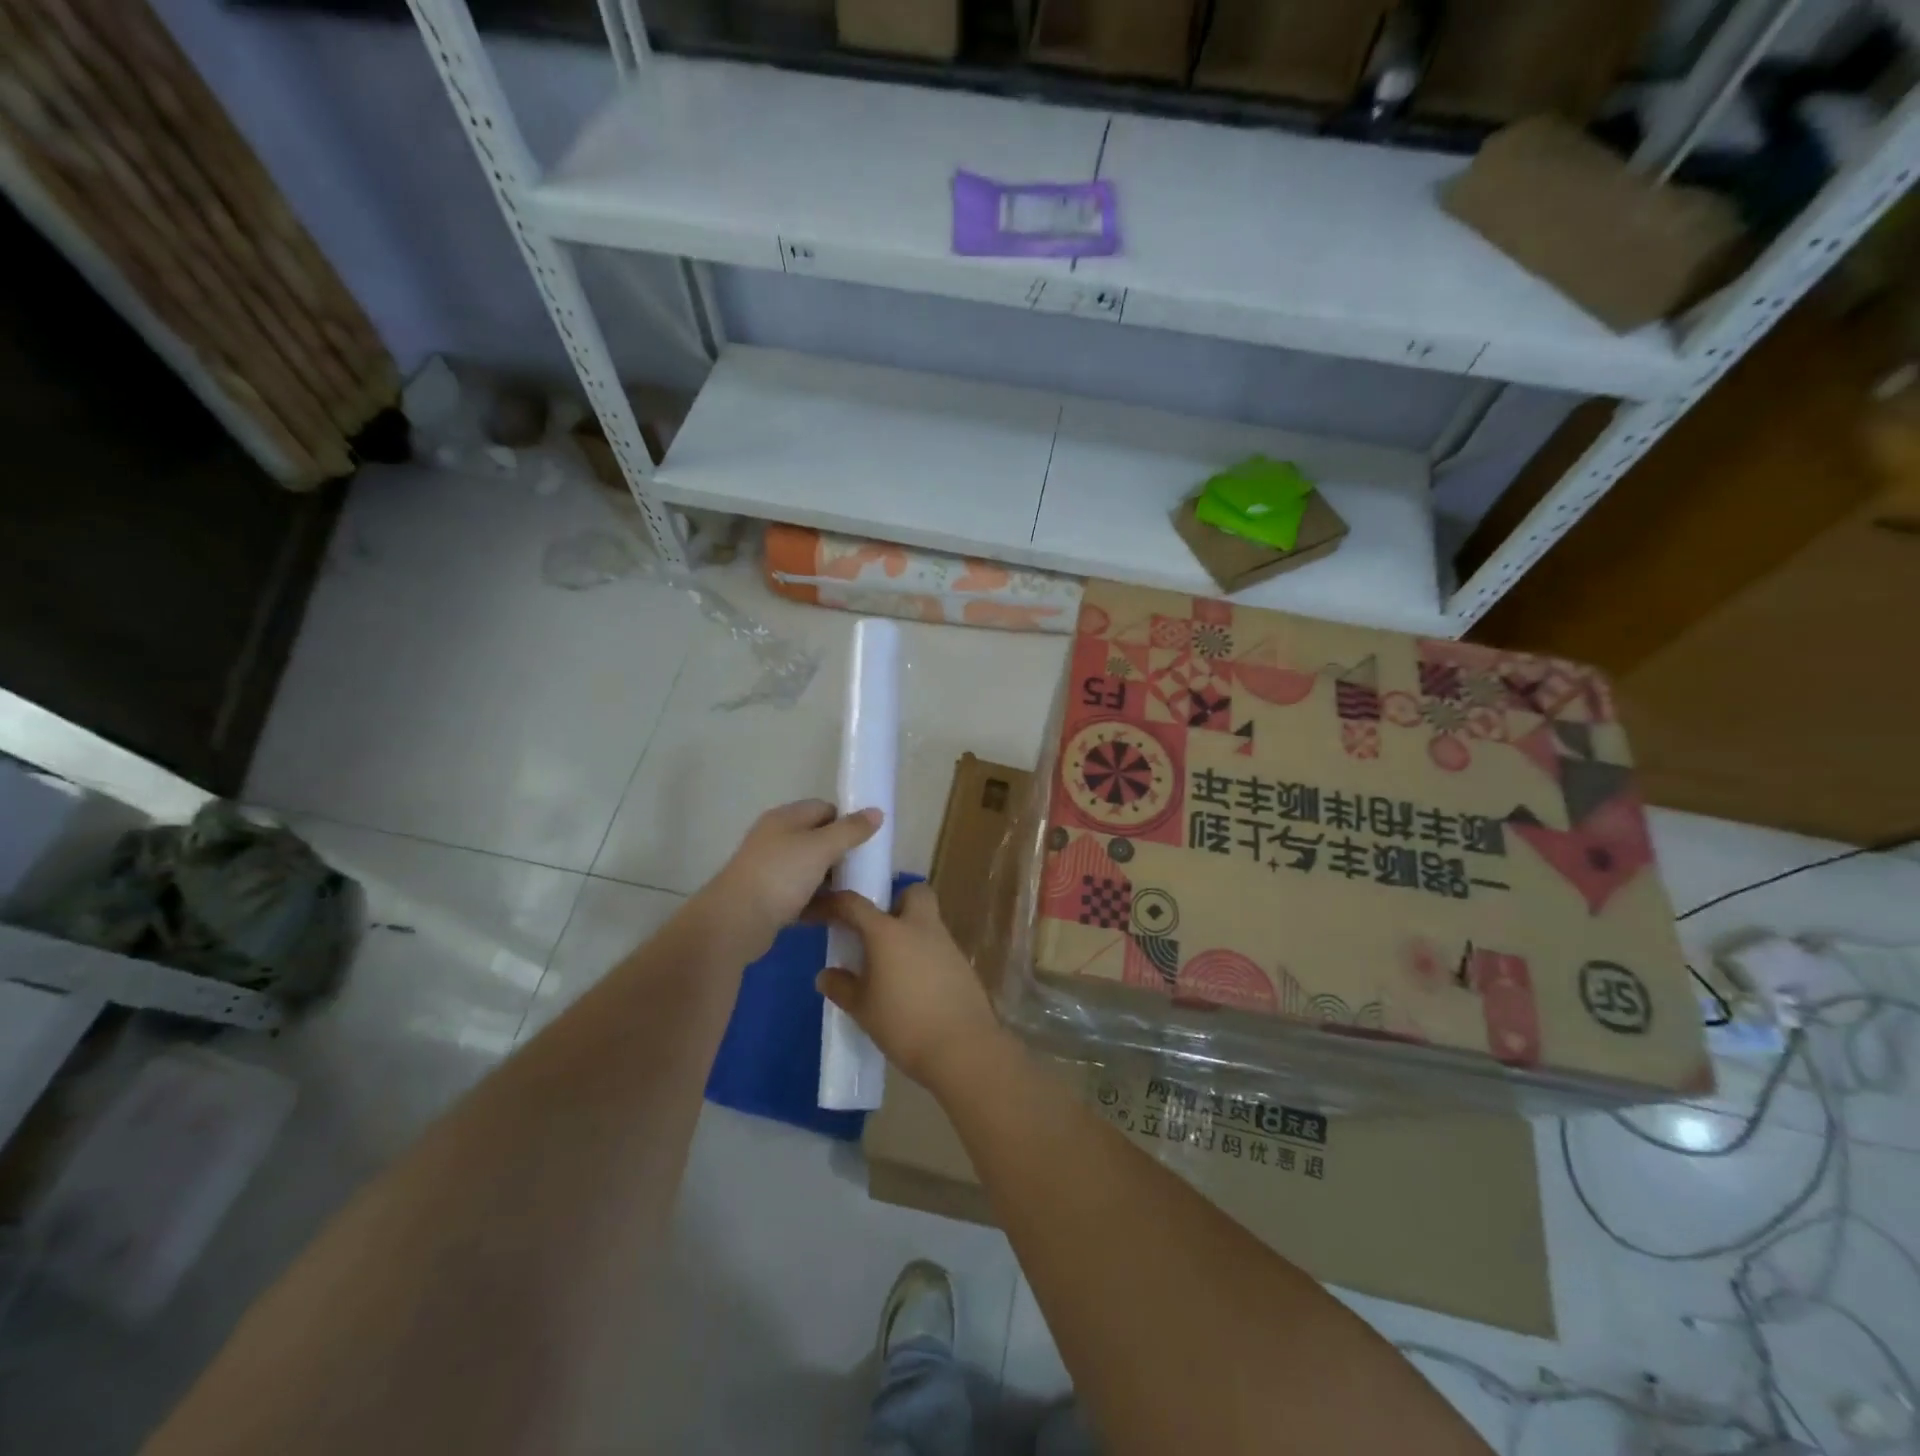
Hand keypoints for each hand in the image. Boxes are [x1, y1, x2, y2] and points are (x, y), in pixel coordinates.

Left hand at [702, 800, 881, 957]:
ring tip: (856, 894)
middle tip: (864, 870)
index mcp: (785, 818)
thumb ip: (851, 830)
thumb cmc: (780, 875)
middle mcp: (775, 839)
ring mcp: (770, 870)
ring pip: (810, 870)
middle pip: (817, 840)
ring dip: (831, 881)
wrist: (735, 922)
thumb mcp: (821, 847)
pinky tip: (837, 914)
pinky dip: (818, 902)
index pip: (824, 809)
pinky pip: (801, 896)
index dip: (847, 822)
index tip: (867, 842)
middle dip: (842, 854)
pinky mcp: (768, 899)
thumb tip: (877, 812)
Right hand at [813, 883, 1003, 1090]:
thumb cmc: (904, 1024)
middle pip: (913, 892)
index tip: (817, 913)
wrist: (962, 1048)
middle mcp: (920, 927)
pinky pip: (939, 947)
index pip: (854, 904)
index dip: (831, 904)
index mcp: (888, 932)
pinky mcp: (963, 965)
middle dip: (895, 901)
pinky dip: (925, 955)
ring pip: (928, 920)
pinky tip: (915, 985)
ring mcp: (946, 944)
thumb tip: (826, 975)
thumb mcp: (863, 1009)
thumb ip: (842, 987)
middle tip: (877, 930)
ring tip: (892, 966)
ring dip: (910, 932)